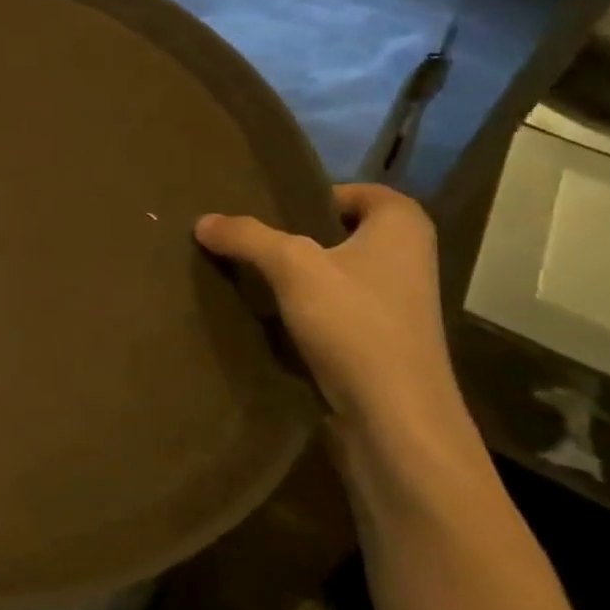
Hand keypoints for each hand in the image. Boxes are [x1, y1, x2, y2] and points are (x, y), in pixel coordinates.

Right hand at [195, 185, 458, 437]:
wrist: (393, 418)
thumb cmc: (355, 324)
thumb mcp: (292, 267)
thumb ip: (246, 237)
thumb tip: (203, 220)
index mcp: (402, 226)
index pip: (354, 191)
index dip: (311, 196)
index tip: (269, 211)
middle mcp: (407, 258)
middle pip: (339, 232)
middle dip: (295, 236)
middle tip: (247, 238)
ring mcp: (395, 303)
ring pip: (333, 272)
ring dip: (295, 275)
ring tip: (248, 274)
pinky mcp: (379, 340)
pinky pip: (333, 308)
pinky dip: (303, 308)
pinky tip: (268, 315)